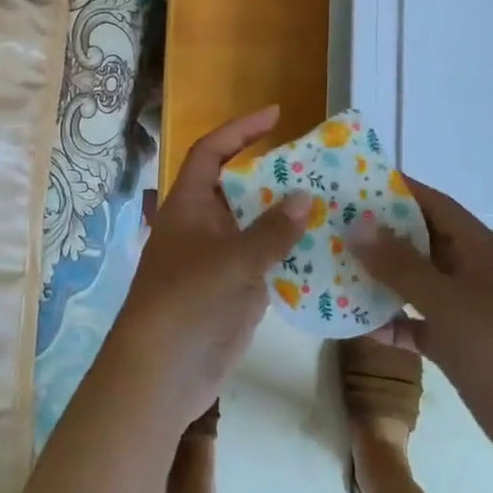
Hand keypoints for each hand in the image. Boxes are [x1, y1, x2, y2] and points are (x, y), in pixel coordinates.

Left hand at [103, 105, 309, 429]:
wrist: (161, 377)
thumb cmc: (187, 303)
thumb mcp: (231, 260)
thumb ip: (271, 230)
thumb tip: (304, 197)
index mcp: (190, 205)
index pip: (212, 152)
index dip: (240, 130)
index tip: (276, 115)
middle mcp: (204, 226)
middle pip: (241, 188)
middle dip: (276, 176)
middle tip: (318, 166)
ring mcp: (219, 260)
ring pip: (257, 226)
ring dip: (288, 216)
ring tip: (332, 203)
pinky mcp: (235, 291)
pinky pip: (267, 262)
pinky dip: (292, 254)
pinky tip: (326, 251)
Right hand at [351, 178, 492, 480]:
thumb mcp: (450, 303)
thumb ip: (401, 265)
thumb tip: (358, 224)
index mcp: (478, 249)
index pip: (432, 203)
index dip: (396, 189)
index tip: (352, 181)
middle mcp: (472, 272)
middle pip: (420, 241)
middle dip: (379, 233)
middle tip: (332, 224)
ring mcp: (468, 310)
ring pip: (417, 283)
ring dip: (382, 278)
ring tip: (334, 267)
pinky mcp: (462, 346)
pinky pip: (420, 323)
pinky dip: (394, 321)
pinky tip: (359, 324)